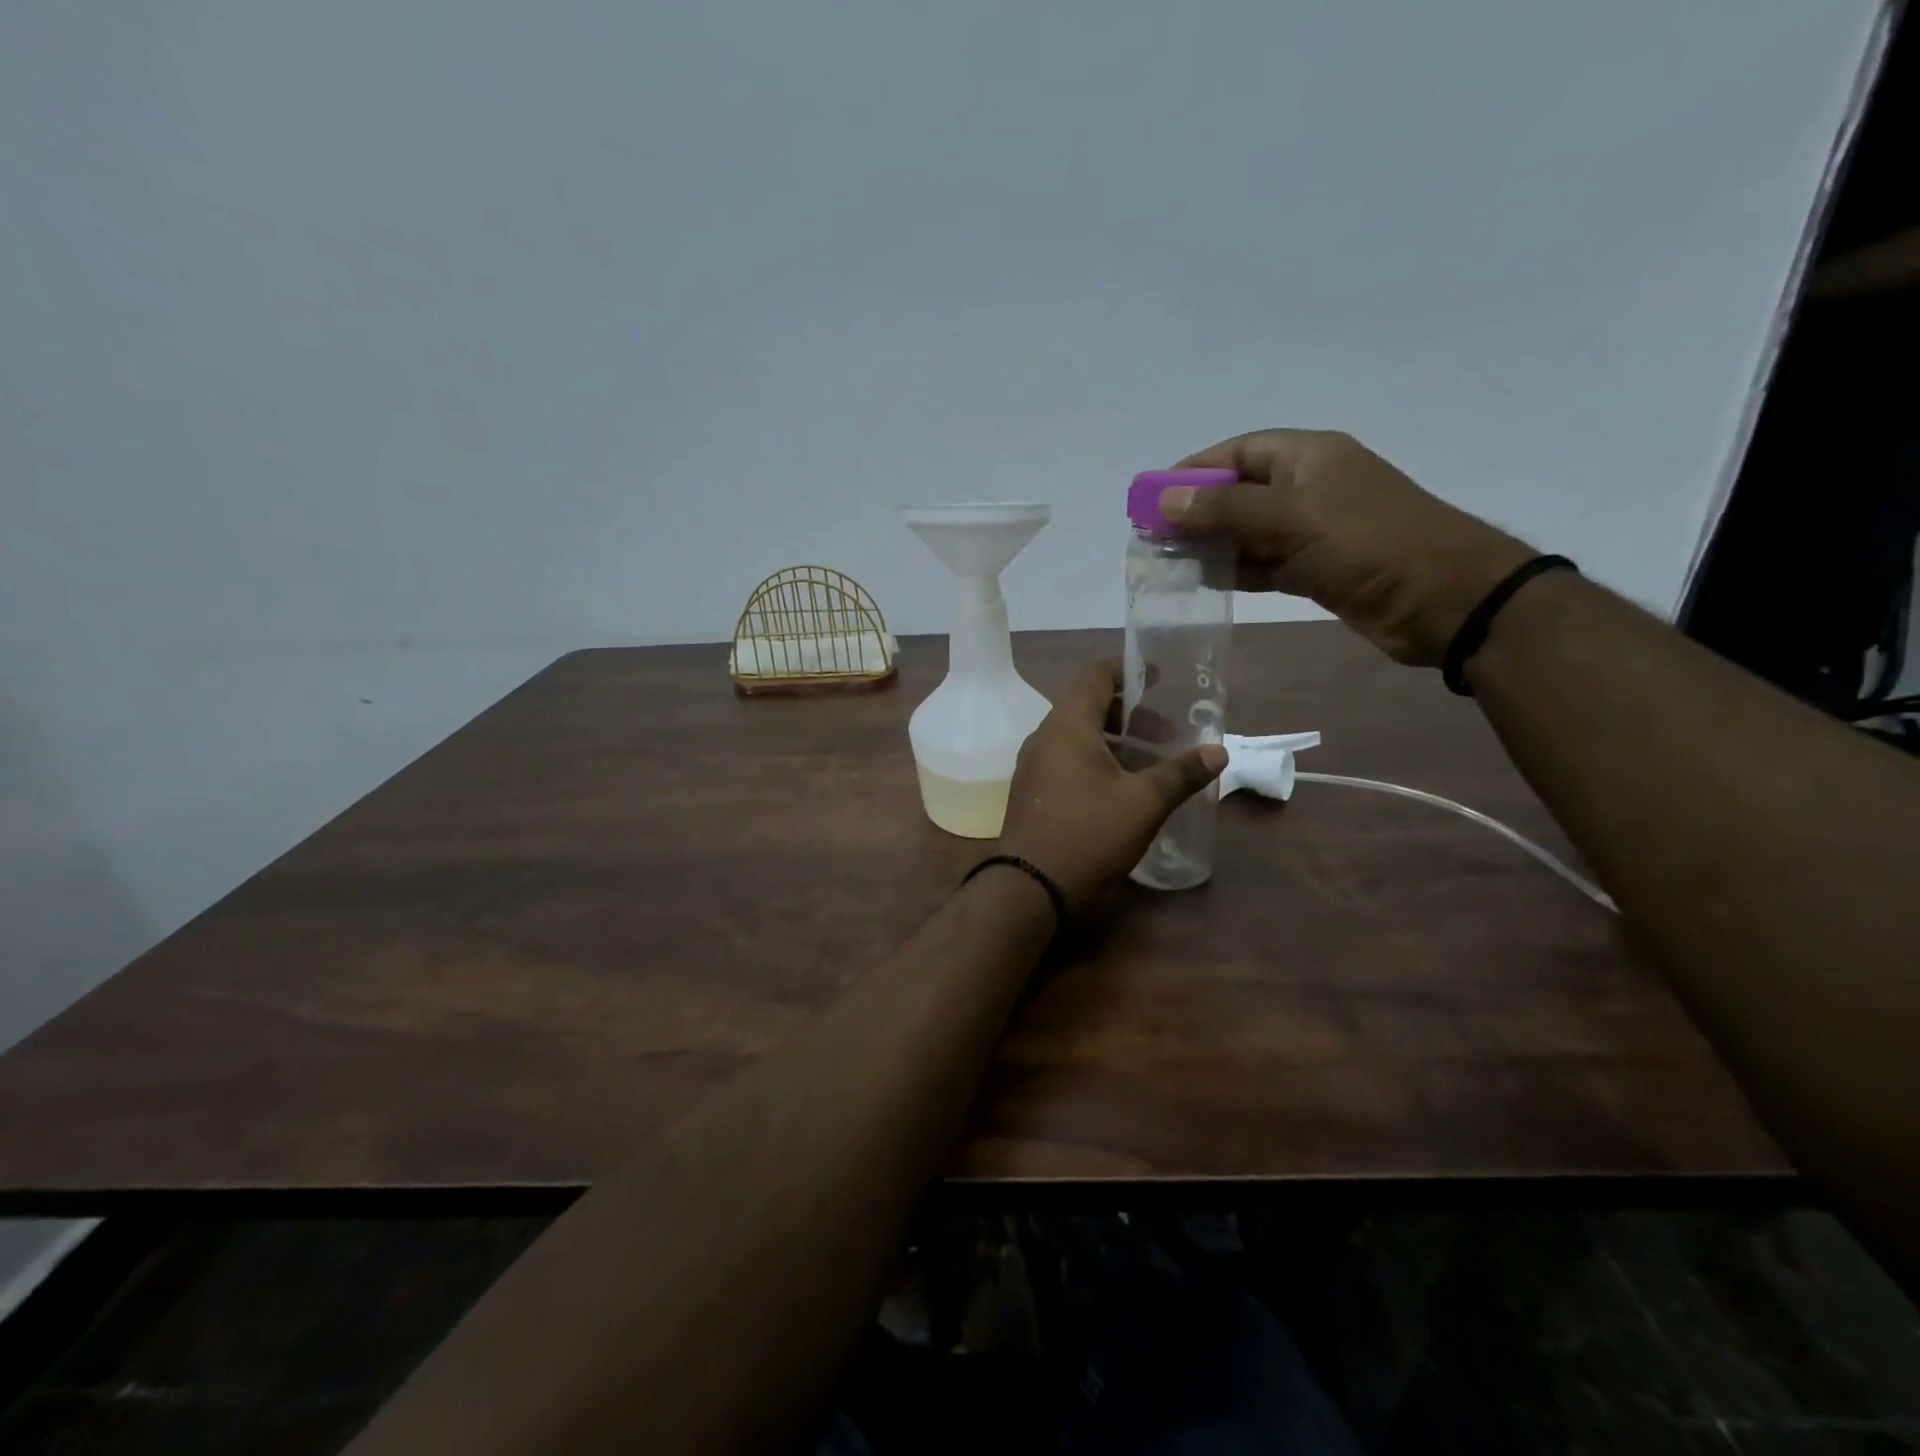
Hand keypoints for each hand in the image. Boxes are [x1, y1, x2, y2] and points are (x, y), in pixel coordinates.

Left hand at [996, 663, 1225, 910]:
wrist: (1030, 888)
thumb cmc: (1089, 834)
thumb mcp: (1144, 802)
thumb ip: (1181, 773)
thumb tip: (1219, 751)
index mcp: (1066, 725)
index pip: (1094, 675)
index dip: (1128, 671)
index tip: (1159, 680)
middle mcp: (1044, 737)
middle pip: (1086, 706)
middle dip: (1128, 713)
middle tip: (1165, 731)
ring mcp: (1033, 766)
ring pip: (1077, 736)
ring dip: (1113, 740)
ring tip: (1150, 760)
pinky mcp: (1033, 792)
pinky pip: (1066, 760)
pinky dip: (1095, 760)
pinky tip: (1121, 786)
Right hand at [1163, 430, 1537, 665]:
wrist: (1444, 600)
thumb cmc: (1369, 544)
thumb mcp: (1291, 519)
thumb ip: (1225, 511)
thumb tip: (1163, 500)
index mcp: (1308, 456)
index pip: (1238, 452)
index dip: (1194, 470)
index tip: (1152, 495)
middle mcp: (1309, 487)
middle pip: (1239, 492)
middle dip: (1197, 512)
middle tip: (1154, 537)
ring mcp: (1315, 530)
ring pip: (1250, 531)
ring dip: (1213, 545)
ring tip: (1170, 563)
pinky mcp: (1318, 568)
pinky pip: (1266, 563)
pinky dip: (1238, 570)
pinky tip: (1207, 581)